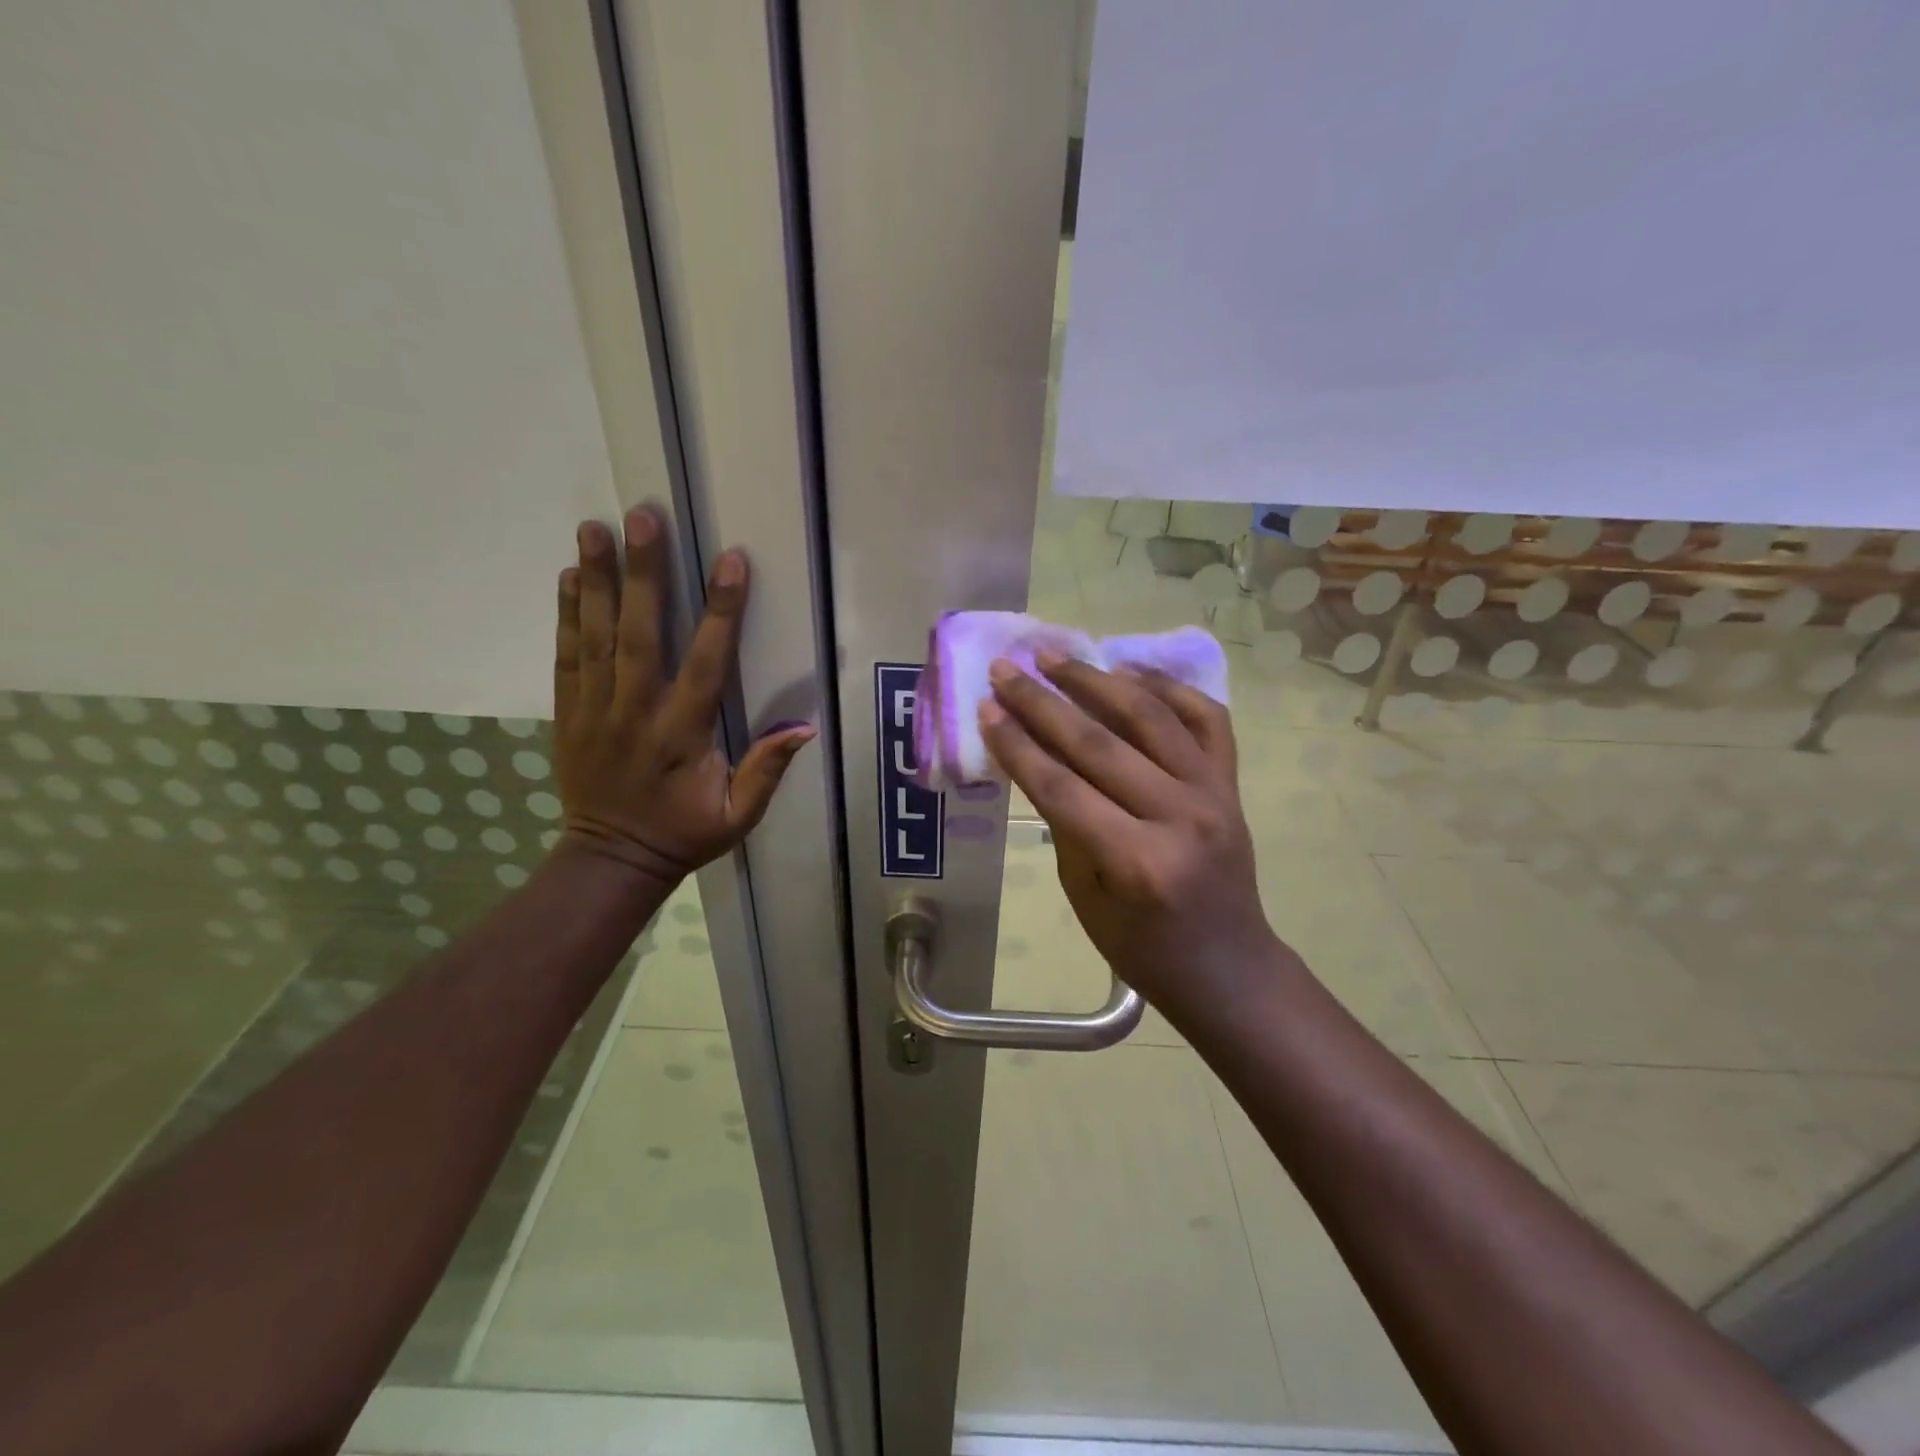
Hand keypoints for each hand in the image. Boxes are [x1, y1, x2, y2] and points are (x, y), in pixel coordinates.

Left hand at [552, 505, 814, 888]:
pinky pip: (566, 657)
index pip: (705, 664)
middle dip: (643, 573)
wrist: (610, 860)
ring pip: (595, 637)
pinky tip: (572, 576)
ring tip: (596, 527)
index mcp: (682, 735)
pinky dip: (567, 615)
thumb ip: (766, 771)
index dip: (720, 612)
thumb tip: (804, 728)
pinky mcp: (568, 714)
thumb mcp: (738, 816)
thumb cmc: (683, 833)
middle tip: (644, 517)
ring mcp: (594, 711)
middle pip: (638, 634)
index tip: (729, 561)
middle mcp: (635, 713)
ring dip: (597, 580)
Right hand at [978, 654, 1276, 1018]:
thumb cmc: (1142, 948)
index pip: (1061, 787)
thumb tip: (1039, 757)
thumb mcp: (1083, 897)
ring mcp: (1212, 794)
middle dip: (1043, 702)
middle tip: (1007, 669)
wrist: (1228, 968)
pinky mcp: (1231, 784)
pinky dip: (1168, 688)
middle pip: (1098, 743)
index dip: (1017, 744)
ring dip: (1096, 680)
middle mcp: (1178, 817)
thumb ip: (1064, 823)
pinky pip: (1205, 718)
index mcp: (1135, 861)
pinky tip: (1129, 670)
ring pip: (1149, 717)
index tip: (986, 707)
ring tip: (1055, 657)